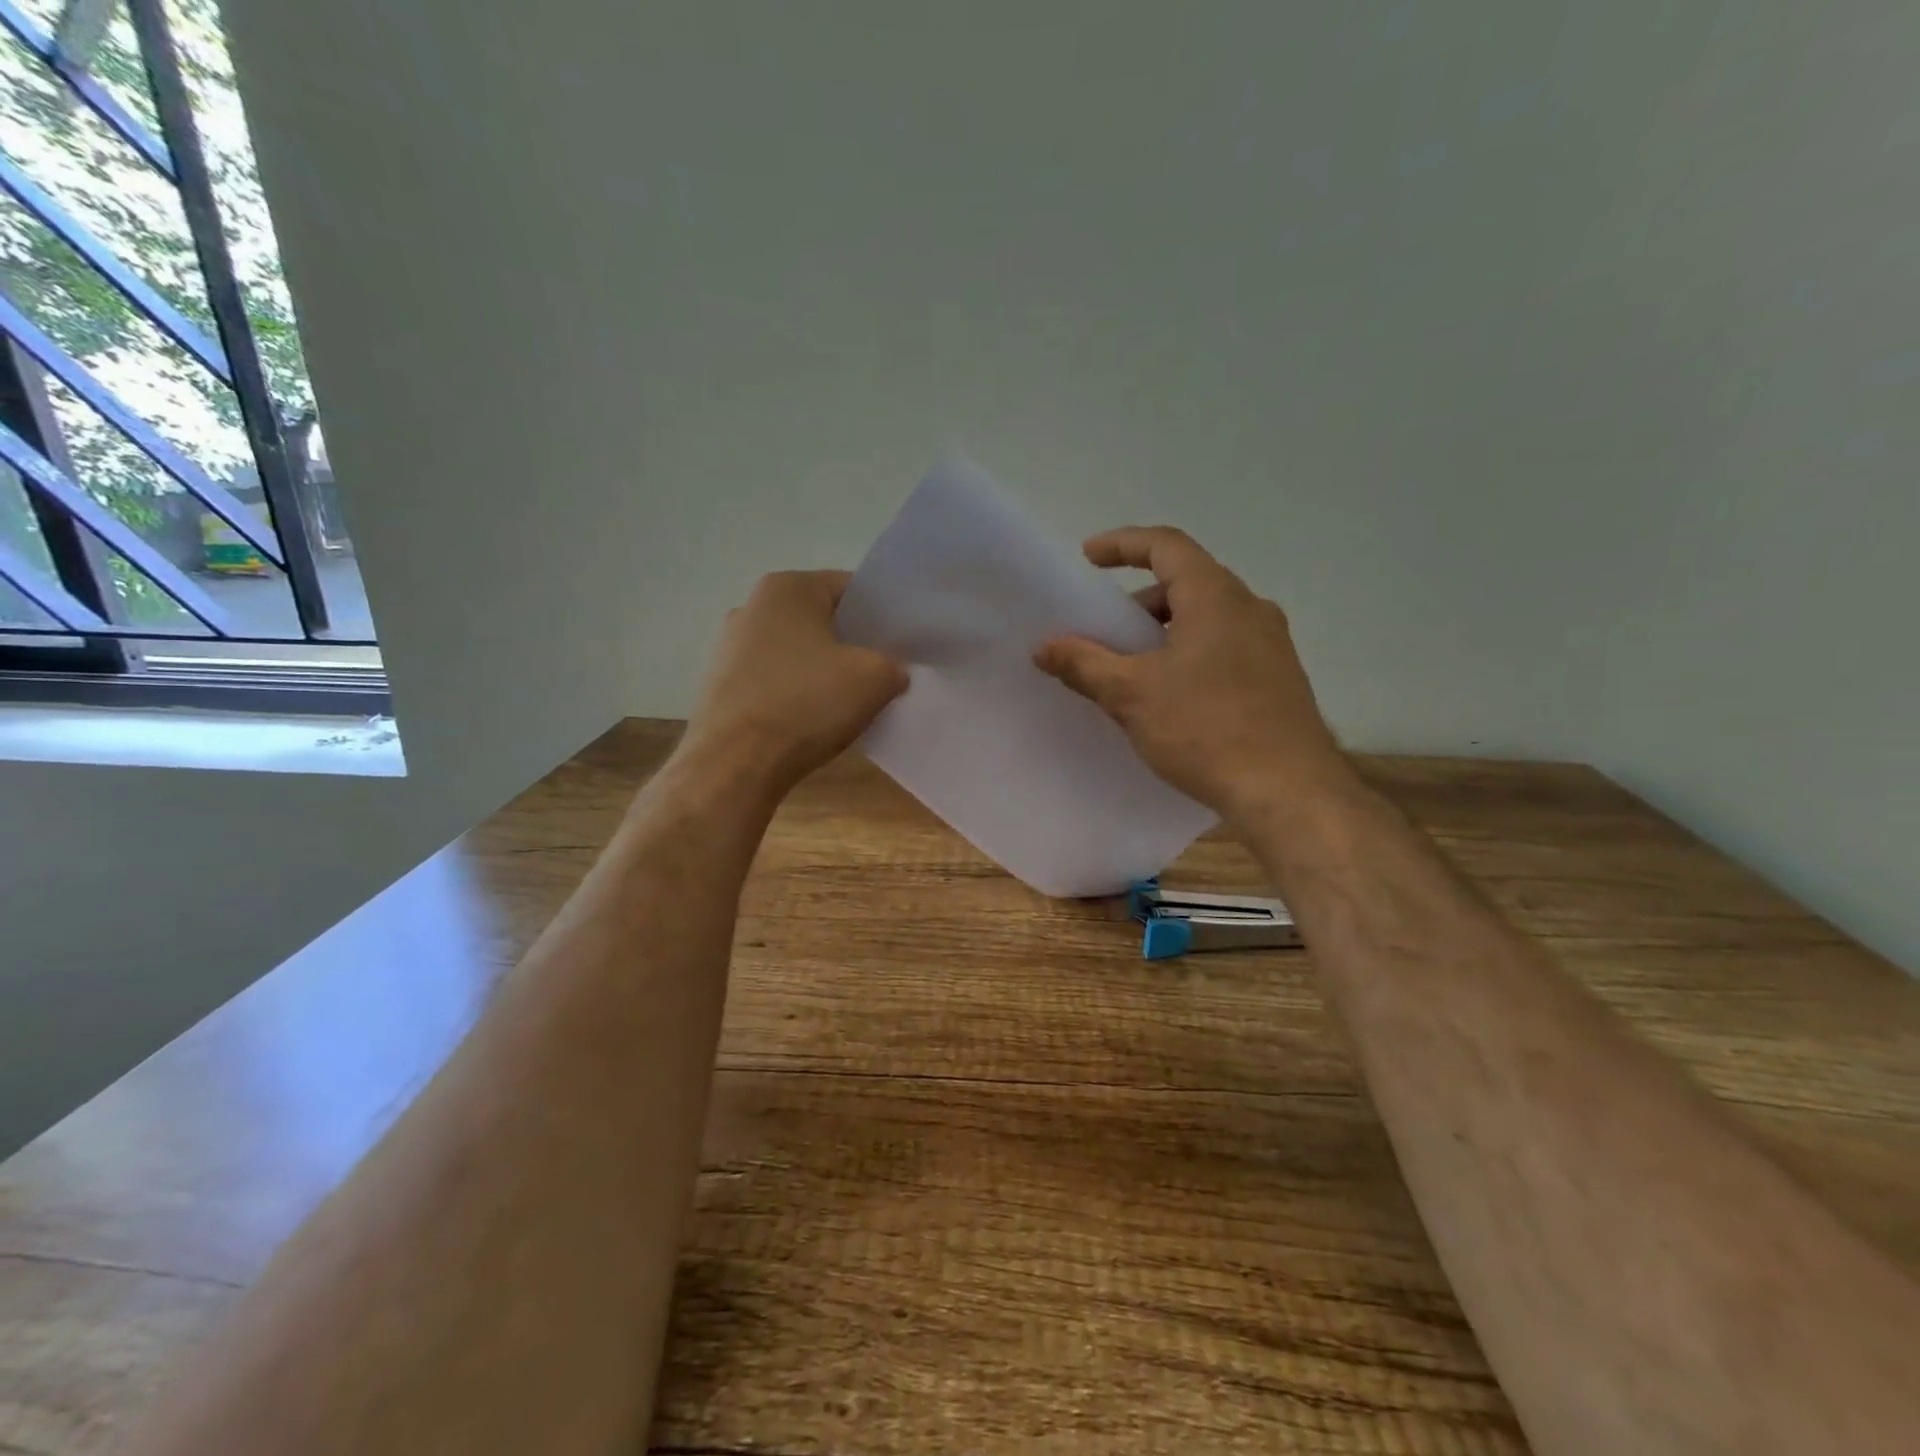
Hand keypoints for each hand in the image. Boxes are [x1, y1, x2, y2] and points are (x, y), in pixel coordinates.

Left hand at [682, 570, 906, 794]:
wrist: (735, 764)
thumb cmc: (806, 704)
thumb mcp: (875, 678)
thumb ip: (894, 664)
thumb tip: (891, 672)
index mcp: (787, 588)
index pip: (851, 589)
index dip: (882, 616)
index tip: (902, 645)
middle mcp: (751, 607)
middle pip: (821, 620)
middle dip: (852, 644)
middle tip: (883, 673)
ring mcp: (729, 648)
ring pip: (797, 653)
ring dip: (823, 672)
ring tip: (849, 703)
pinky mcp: (720, 687)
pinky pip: (774, 682)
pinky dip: (796, 695)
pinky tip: (812, 722)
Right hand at [1034, 527, 1349, 821]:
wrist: (1287, 792)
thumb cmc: (1205, 730)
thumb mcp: (1131, 695)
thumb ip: (1083, 664)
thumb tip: (1044, 647)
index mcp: (1215, 597)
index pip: (1166, 546)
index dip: (1122, 544)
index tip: (1088, 557)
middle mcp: (1250, 608)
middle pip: (1186, 583)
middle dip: (1139, 601)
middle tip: (1106, 632)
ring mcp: (1271, 644)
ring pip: (1207, 618)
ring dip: (1164, 631)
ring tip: (1133, 670)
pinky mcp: (1279, 678)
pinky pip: (1225, 647)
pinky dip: (1190, 654)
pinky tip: (1171, 697)